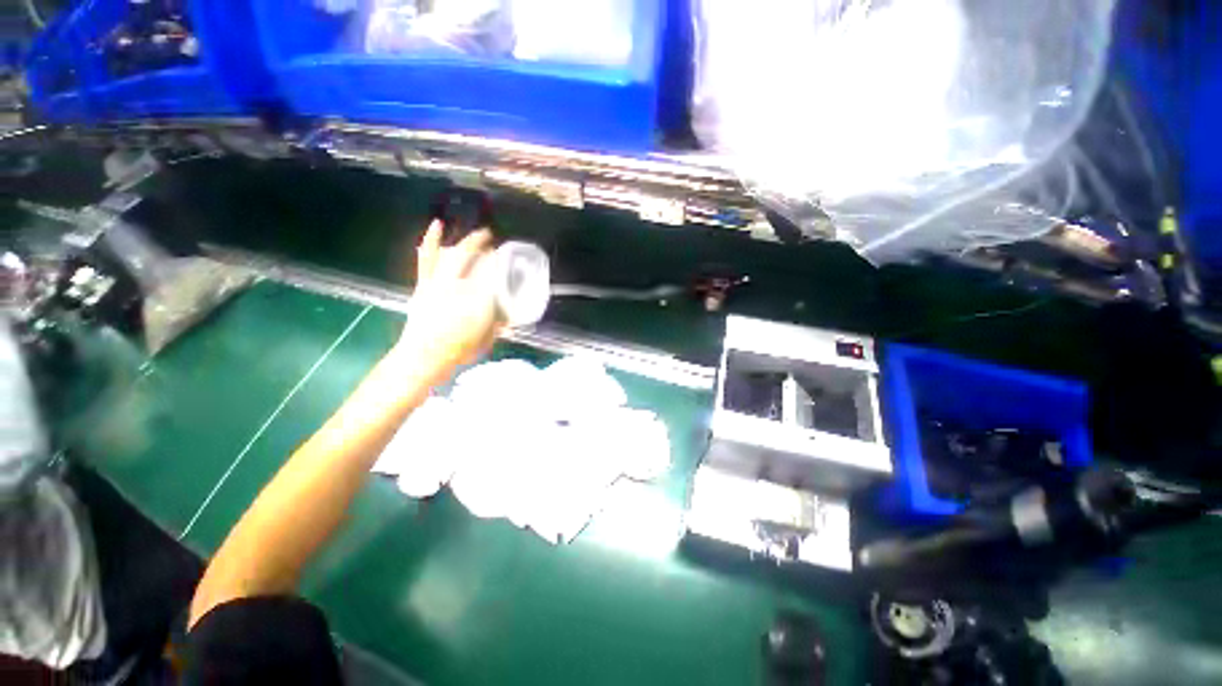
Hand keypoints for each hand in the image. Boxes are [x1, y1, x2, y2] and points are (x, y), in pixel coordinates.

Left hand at [393, 221, 501, 377]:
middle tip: (498, 243)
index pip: (495, 273)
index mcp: (479, 299)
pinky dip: (431, 240)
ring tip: (480, 236)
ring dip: (468, 242)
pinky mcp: (424, 283)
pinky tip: (436, 224)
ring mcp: (439, 282)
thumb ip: (499, 323)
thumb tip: (508, 315)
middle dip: (488, 247)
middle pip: (476, 258)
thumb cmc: (459, 350)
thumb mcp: (488, 338)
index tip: (512, 261)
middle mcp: (459, 285)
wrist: (423, 357)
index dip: (504, 263)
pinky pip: (427, 258)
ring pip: (455, 254)